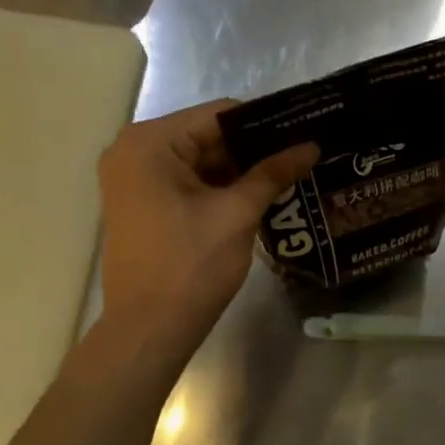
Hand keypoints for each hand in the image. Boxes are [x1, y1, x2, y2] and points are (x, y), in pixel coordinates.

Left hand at [98, 100, 318, 355]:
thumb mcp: (237, 214)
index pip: (218, 115)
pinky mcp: (140, 206)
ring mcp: (133, 180)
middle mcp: (133, 151)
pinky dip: (219, 190)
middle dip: (253, 150)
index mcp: (149, 142)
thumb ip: (273, 173)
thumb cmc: (191, 265)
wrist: (150, 329)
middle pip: (207, 137)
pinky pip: (186, 184)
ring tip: (289, 176)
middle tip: (302, 156)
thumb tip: (311, 146)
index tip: (304, 131)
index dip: (265, 123)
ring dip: (239, 172)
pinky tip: (258, 198)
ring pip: (199, 163)